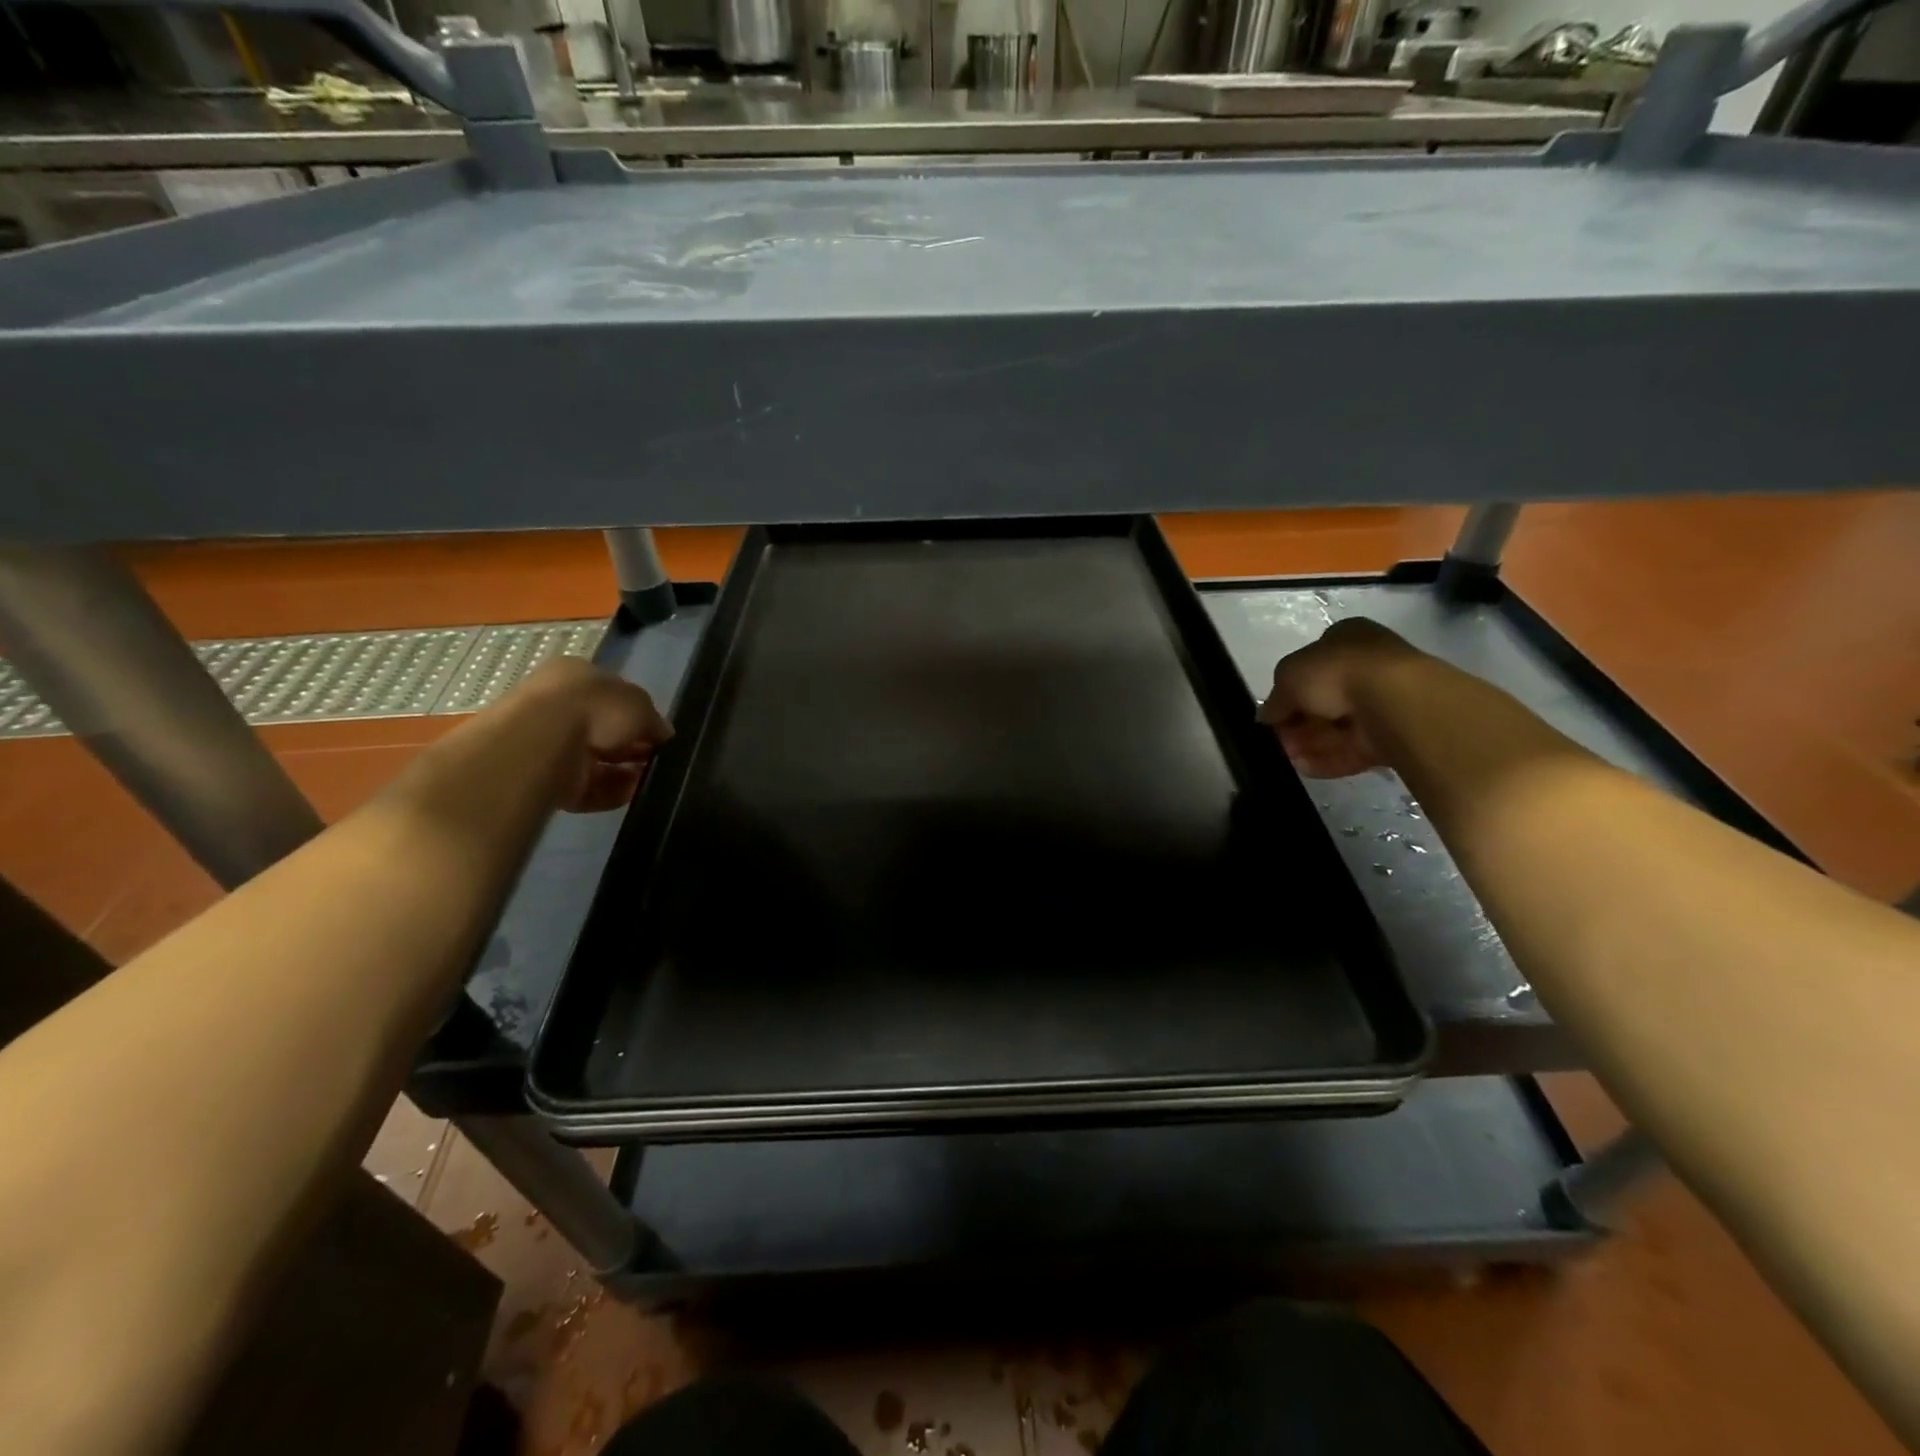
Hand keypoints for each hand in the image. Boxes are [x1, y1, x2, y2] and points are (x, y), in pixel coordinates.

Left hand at [513, 656, 673, 812]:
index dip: (638, 715)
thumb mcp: (639, 703)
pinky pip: (587, 788)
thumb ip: (654, 719)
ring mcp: (549, 745)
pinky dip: (611, 791)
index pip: (612, 696)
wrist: (541, 742)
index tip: (658, 733)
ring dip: (626, 771)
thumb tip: (663, 733)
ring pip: (597, 761)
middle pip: (604, 731)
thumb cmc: (593, 707)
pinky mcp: (546, 780)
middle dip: (632, 746)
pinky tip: (631, 792)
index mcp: (576, 677)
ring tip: (649, 778)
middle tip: (657, 758)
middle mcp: (559, 707)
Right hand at [1257, 618, 1423, 778]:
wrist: (1394, 699)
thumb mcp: (1288, 675)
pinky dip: (1330, 758)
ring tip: (1289, 758)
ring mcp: (1385, 700)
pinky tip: (1307, 768)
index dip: (1289, 689)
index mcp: (1346, 637)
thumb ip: (1275, 698)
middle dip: (1299, 722)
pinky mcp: (1395, 733)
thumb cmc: (1336, 672)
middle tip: (1279, 739)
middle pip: (1324, 699)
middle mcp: (1368, 665)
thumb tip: (1267, 716)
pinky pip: (1355, 747)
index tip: (1274, 713)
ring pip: (1338, 726)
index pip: (1312, 664)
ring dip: (1310, 743)